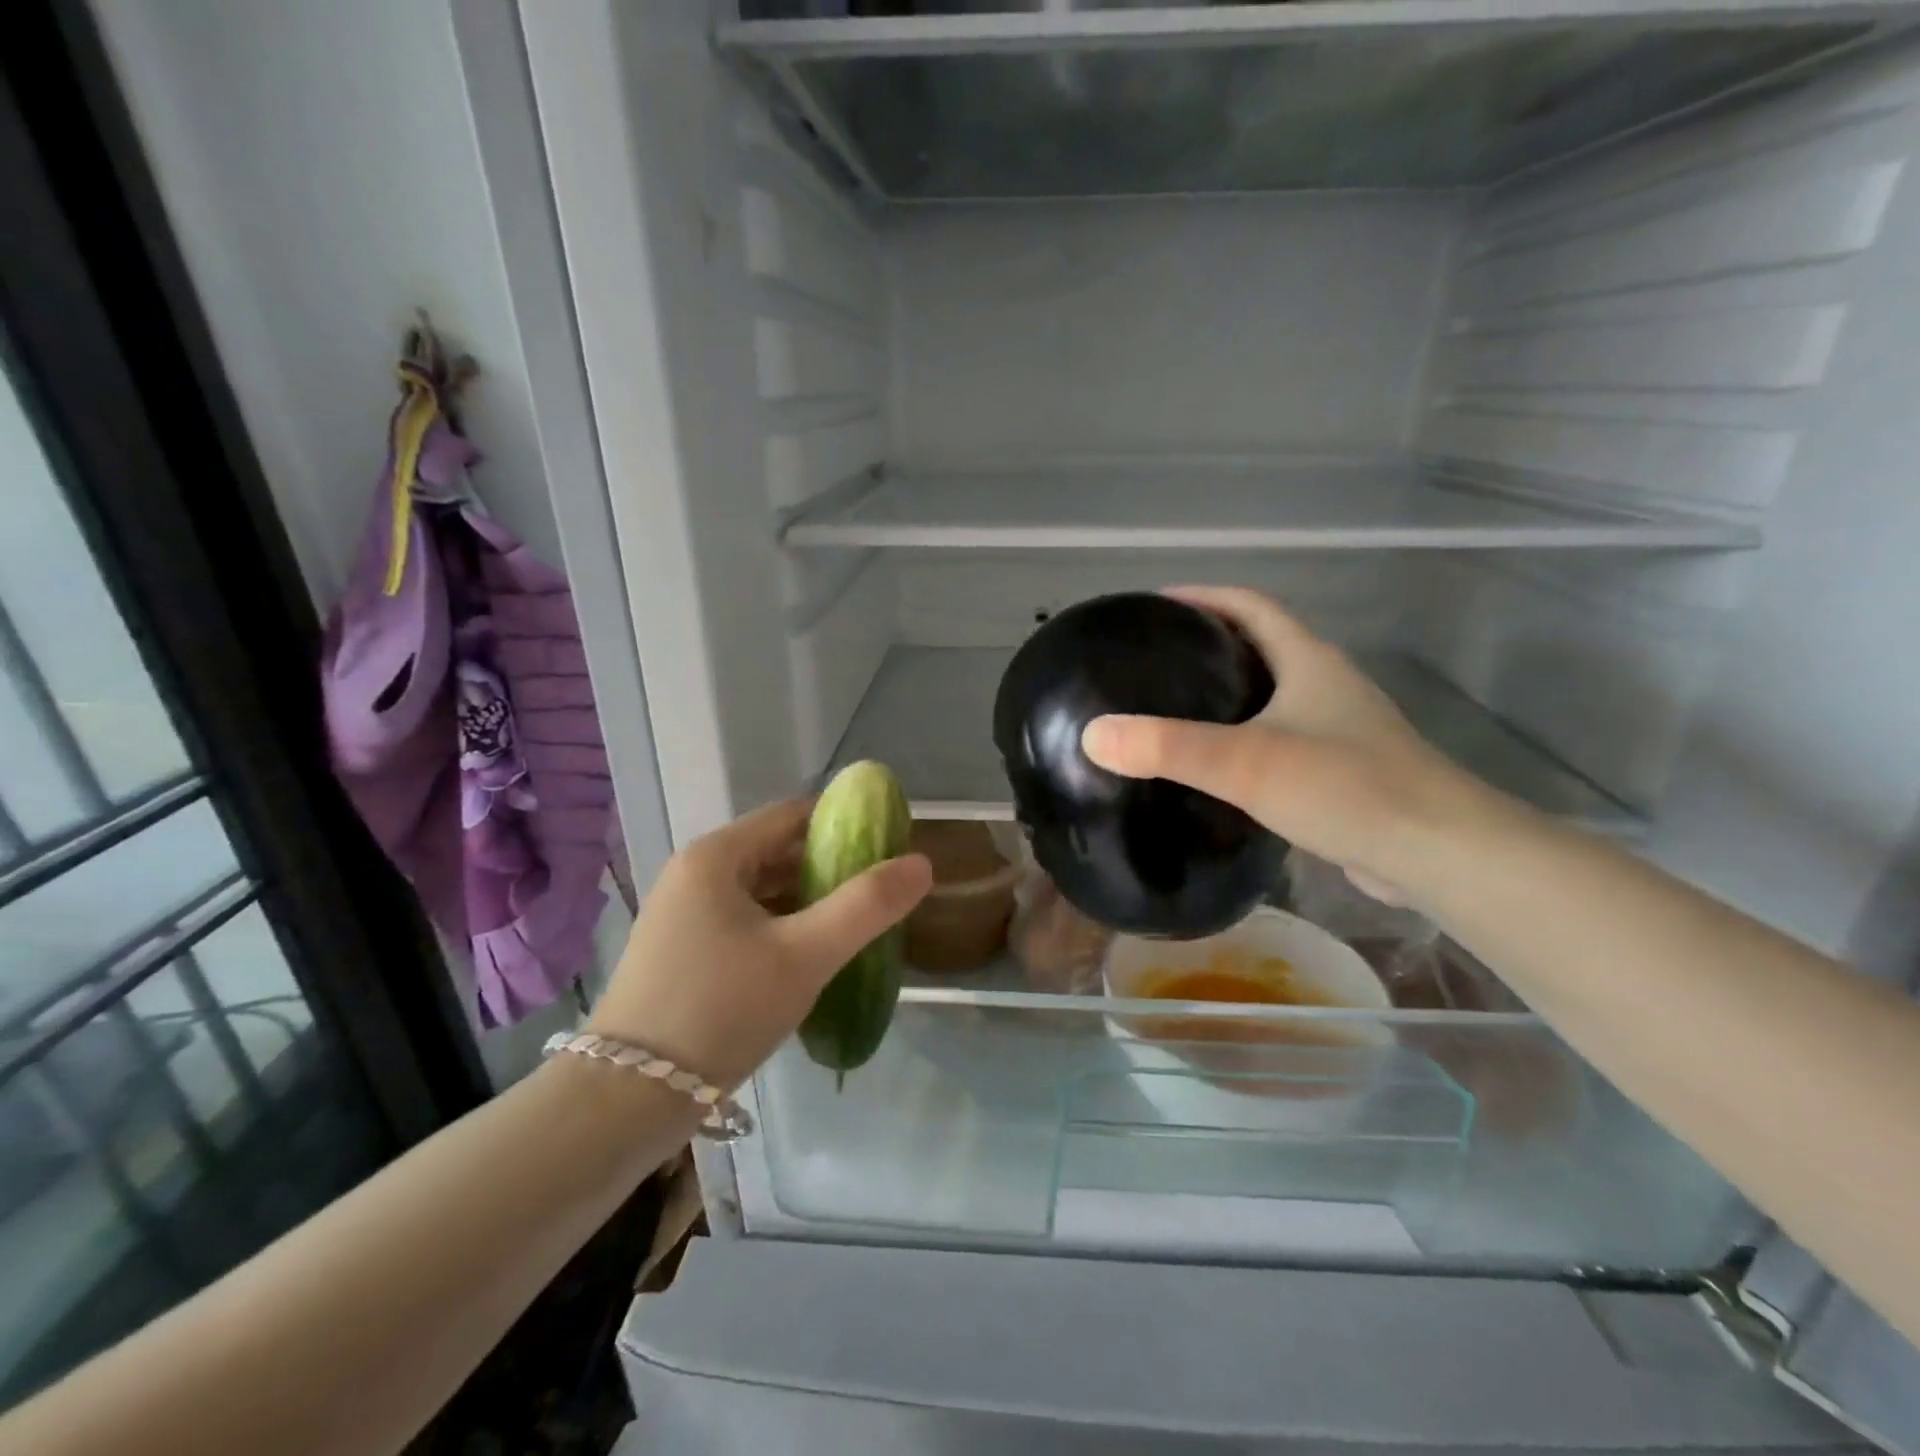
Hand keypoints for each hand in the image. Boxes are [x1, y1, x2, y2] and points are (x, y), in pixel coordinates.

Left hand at [588, 800, 931, 1087]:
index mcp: (717, 856)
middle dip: (832, 868)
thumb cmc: (720, 1010)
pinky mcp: (684, 952)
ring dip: (810, 902)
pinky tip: (813, 957)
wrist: (626, 1101)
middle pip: (780, 851)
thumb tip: (922, 863)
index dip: (846, 824)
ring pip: (765, 891)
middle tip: (881, 895)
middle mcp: (696, 874)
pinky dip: (784, 929)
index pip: (794, 814)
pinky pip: (747, 922)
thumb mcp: (804, 955)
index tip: (889, 849)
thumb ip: (867, 906)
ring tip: (858, 926)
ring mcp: (685, 915)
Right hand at [1080, 586, 1496, 902]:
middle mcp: (1326, 684)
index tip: (1154, 606)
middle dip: (1208, 644)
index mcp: (1309, 661)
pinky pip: (1281, 739)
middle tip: (1153, 662)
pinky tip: (1216, 769)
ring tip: (1172, 710)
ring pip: (1272, 695)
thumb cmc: (1347, 788)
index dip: (1203, 596)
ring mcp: (1339, 729)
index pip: (1250, 605)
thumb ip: (1169, 747)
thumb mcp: (1248, 762)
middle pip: (1261, 645)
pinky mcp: (1342, 771)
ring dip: (1228, 693)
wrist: (1439, 854)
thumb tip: (1093, 735)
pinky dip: (1244, 739)